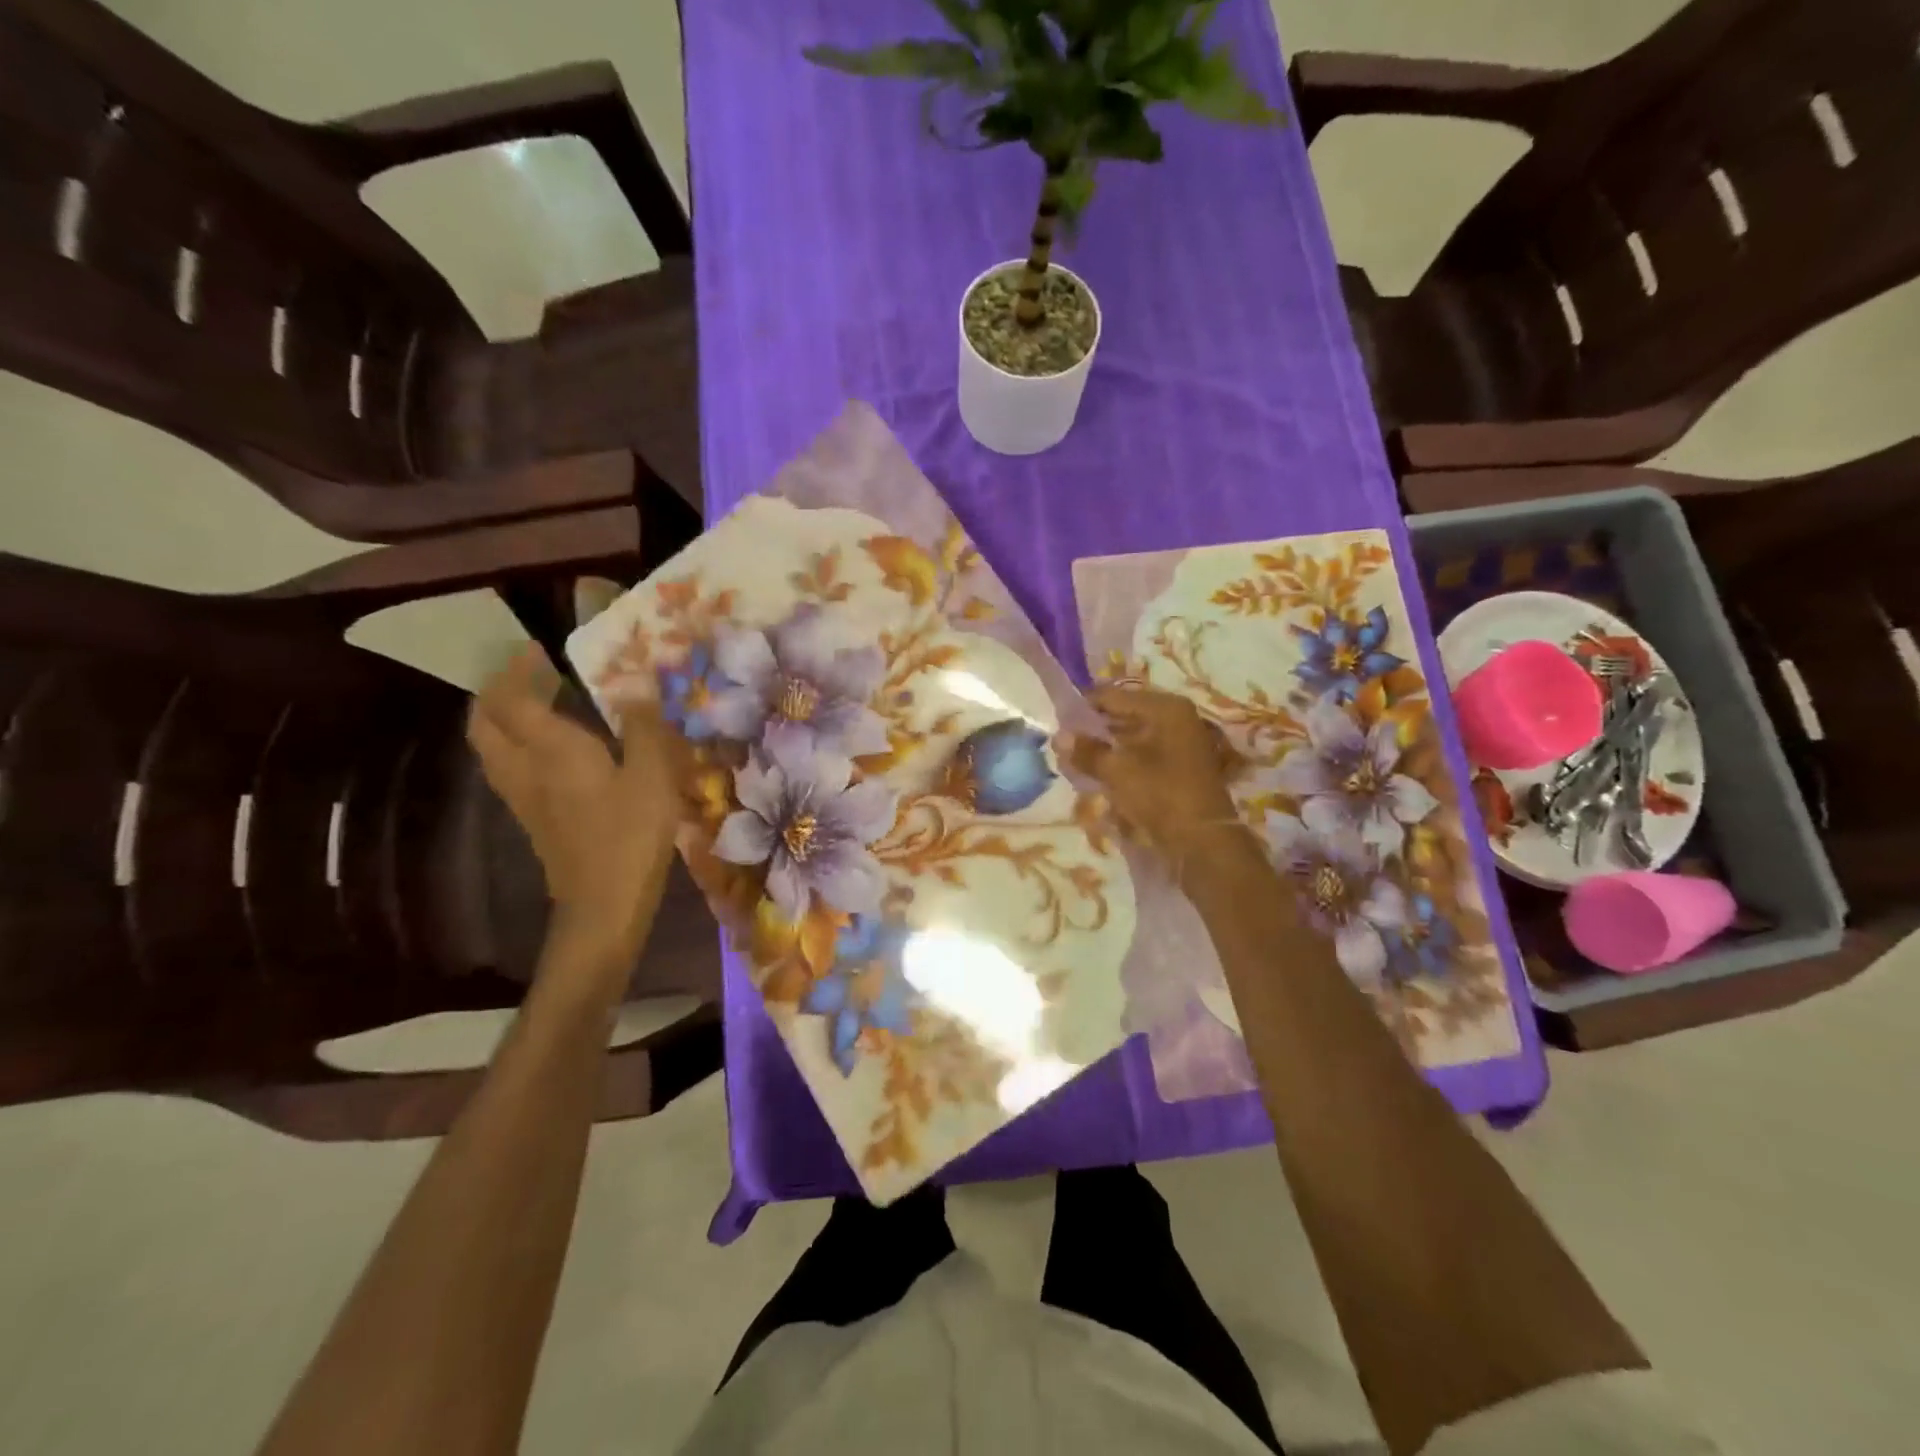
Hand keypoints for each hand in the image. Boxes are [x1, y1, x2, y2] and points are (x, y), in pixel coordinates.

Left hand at [467, 649, 684, 970]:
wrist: (603, 903)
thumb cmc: (631, 835)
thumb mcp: (652, 775)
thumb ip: (643, 726)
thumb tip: (638, 685)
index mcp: (551, 749)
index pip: (513, 697)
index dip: (519, 668)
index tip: (538, 649)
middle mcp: (524, 767)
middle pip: (485, 720)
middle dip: (498, 690)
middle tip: (529, 675)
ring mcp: (521, 795)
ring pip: (490, 745)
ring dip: (502, 717)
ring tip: (537, 705)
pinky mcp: (530, 817)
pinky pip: (506, 766)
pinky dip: (514, 743)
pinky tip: (550, 748)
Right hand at [1064, 685, 1248, 875]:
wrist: (1203, 841)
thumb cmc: (1160, 795)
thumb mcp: (1117, 771)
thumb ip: (1086, 751)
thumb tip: (1058, 736)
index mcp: (1165, 708)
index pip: (1112, 696)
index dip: (1082, 708)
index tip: (1057, 723)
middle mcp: (1175, 718)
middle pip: (1123, 715)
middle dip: (1093, 730)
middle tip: (1064, 745)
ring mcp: (1180, 742)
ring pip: (1131, 737)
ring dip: (1105, 748)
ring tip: (1076, 762)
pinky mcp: (1179, 766)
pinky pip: (1142, 755)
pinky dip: (1121, 762)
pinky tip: (1099, 775)